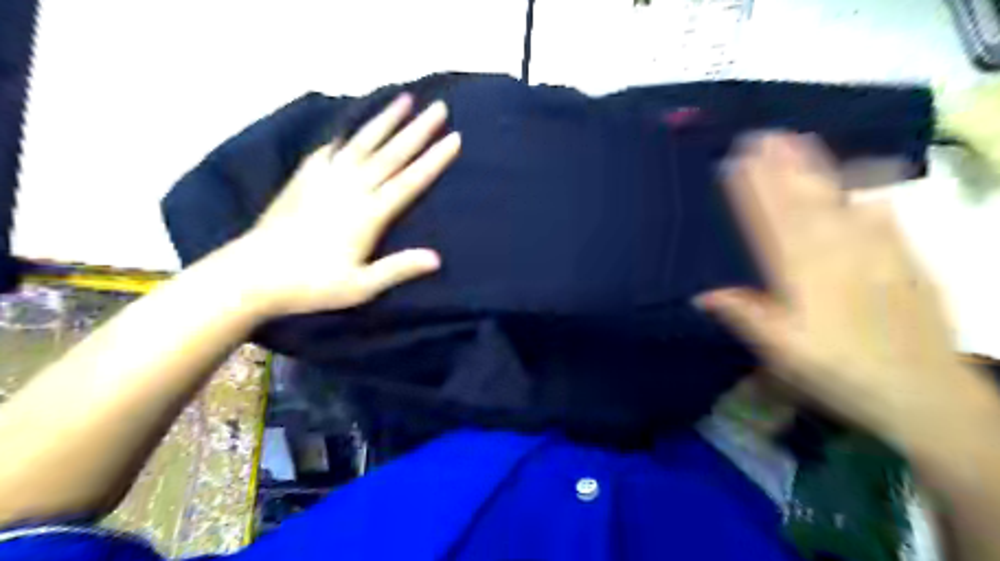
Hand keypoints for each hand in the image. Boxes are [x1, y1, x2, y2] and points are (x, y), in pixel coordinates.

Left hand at [227, 94, 457, 317]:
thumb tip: (437, 258)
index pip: (409, 181)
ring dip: (385, 120)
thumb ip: (398, 269)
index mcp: (367, 215)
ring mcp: (325, 179)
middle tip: (440, 108)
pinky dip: (346, 135)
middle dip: (418, 130)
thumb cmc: (311, 285)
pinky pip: (330, 149)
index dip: (433, 160)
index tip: (454, 138)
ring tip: (404, 99)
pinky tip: (353, 128)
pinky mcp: (304, 178)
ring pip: (362, 144)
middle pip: (391, 154)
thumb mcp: (360, 286)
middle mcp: (350, 189)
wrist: (253, 274)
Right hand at [698, 131, 986, 441]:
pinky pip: (884, 220)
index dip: (751, 192)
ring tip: (799, 141)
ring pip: (838, 203)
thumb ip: (745, 316)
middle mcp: (836, 256)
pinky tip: (862, 183)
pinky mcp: (905, 262)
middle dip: (780, 168)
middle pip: (803, 204)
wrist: (924, 394)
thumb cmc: (839, 373)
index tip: (735, 164)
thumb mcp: (781, 353)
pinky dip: (869, 196)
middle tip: (763, 136)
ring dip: (816, 170)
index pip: (770, 224)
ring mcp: (875, 254)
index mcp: (802, 276)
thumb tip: (701, 292)